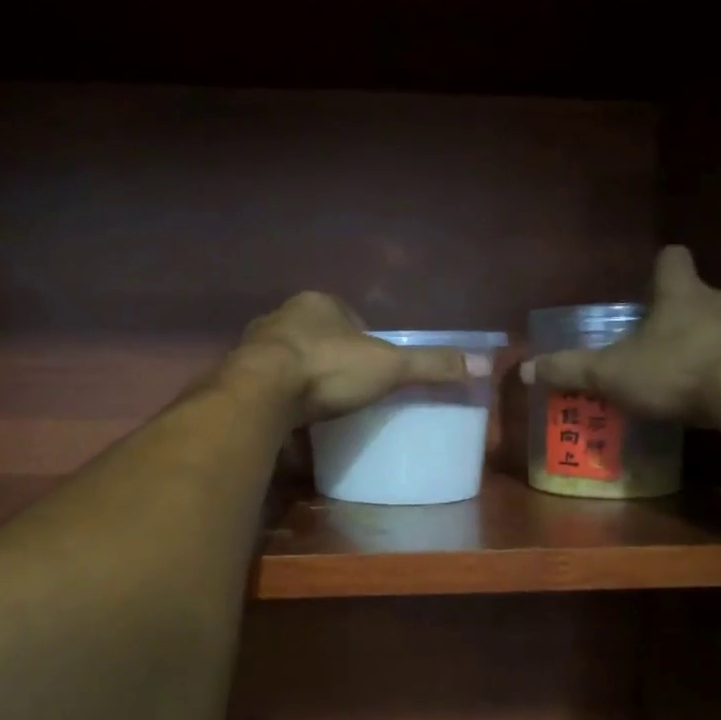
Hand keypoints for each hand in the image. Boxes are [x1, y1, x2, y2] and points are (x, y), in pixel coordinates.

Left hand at [232, 292, 484, 425]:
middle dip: (330, 355)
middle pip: (316, 334)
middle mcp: (282, 316)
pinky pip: (266, 382)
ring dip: (302, 375)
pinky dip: (279, 395)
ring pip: (287, 357)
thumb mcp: (388, 367)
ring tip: (319, 404)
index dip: (362, 337)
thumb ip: (429, 365)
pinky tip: (290, 416)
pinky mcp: (237, 374)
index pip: (347, 315)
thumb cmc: (327, 369)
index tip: (372, 365)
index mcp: (318, 303)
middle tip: (347, 387)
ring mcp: (256, 344)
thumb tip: (483, 363)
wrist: (261, 394)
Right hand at [522, 247, 720, 424]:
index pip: (672, 260)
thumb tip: (524, 369)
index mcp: (682, 294)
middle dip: (683, 316)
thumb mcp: (612, 373)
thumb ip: (570, 370)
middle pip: (702, 296)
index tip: (653, 278)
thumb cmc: (677, 370)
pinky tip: (717, 400)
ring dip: (709, 346)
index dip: (661, 267)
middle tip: (660, 343)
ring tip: (687, 378)